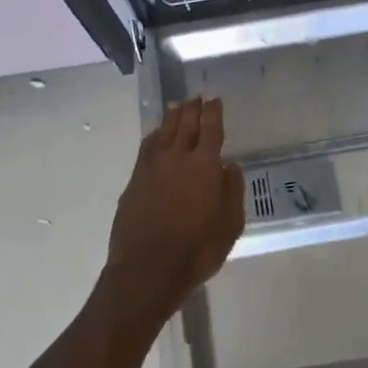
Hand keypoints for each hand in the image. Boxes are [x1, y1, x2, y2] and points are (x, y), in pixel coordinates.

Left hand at [101, 97, 244, 325]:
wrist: (148, 270)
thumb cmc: (197, 250)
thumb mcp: (230, 225)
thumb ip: (232, 191)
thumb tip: (230, 165)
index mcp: (204, 166)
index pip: (210, 129)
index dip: (213, 112)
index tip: (214, 98)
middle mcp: (177, 158)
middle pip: (185, 125)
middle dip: (192, 109)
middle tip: (196, 97)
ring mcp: (152, 168)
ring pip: (163, 133)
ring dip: (172, 117)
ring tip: (176, 106)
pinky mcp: (135, 181)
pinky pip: (146, 148)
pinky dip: (154, 137)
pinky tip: (155, 136)